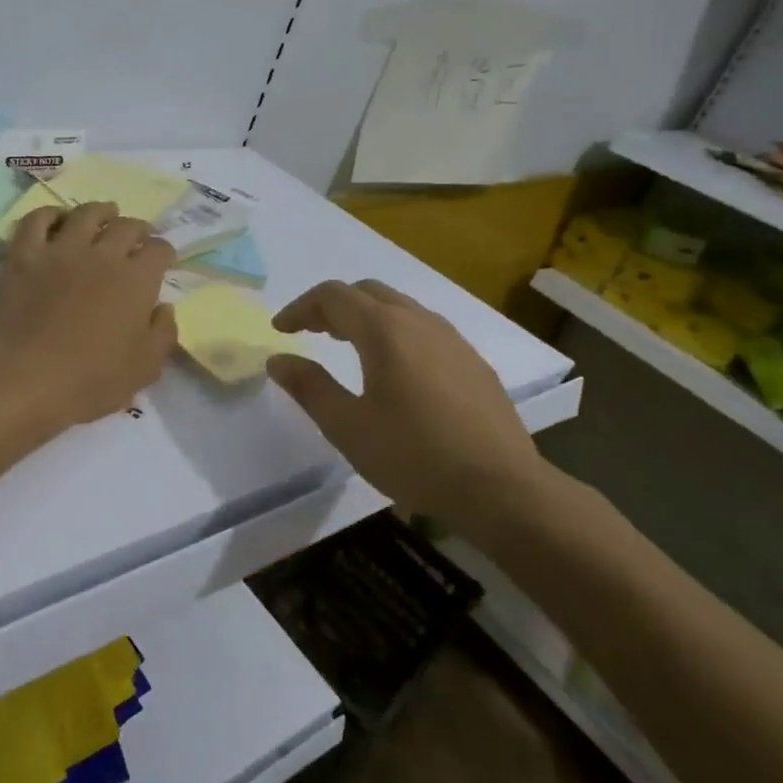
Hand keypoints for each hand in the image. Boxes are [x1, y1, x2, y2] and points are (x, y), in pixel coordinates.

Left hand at [0, 201, 178, 427]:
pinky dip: (49, 214)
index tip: (163, 259)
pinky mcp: (24, 256)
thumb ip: (163, 333)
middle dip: (139, 228)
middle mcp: (102, 254)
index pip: (159, 250)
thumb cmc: (91, 380)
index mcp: (136, 280)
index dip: (165, 252)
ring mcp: (60, 250)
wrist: (25, 379)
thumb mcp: (145, 368)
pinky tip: (56, 218)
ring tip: (105, 214)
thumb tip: (163, 307)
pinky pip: (37, 220)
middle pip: (126, 226)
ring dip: (101, 211)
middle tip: (139, 236)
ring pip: (86, 214)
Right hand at [267, 280, 549, 532]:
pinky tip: (394, 369)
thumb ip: (309, 387)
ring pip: (399, 307)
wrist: (503, 490)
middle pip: (367, 292)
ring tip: (346, 345)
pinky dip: (394, 332)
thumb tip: (278, 359)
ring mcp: (452, 340)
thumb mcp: (348, 427)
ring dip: (365, 316)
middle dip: (332, 306)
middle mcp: (419, 322)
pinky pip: (424, 328)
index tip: (280, 330)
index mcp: (385, 330)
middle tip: (311, 332)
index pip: (333, 296)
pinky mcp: (473, 362)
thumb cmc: (415, 456)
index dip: (300, 307)